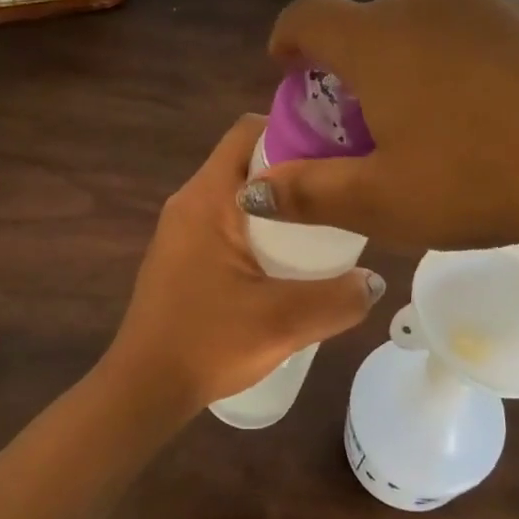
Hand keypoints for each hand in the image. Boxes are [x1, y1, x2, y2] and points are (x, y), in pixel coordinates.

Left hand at [102, 115, 385, 414]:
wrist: (143, 390)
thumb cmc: (207, 343)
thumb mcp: (284, 321)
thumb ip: (339, 299)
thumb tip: (374, 279)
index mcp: (207, 198)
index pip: (248, 130)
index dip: (294, 129)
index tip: (335, 148)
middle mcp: (189, 201)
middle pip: (247, 159)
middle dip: (293, 168)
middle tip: (338, 189)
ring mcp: (182, 229)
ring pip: (238, 192)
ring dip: (278, 201)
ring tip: (322, 224)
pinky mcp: (182, 255)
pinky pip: (227, 220)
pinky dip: (259, 225)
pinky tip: (286, 260)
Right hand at [244, 0, 518, 272]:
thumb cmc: (481, 180)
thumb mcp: (383, 201)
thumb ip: (309, 192)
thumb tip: (256, 190)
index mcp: (380, 36)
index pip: (307, 16)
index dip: (287, 42)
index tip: (289, 72)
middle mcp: (429, 2)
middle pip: (368, 25)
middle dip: (352, 68)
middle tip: (365, 124)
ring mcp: (492, 4)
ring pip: (425, 29)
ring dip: (408, 66)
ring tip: (431, 125)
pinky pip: (476, 35)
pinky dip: (459, 65)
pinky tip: (491, 118)